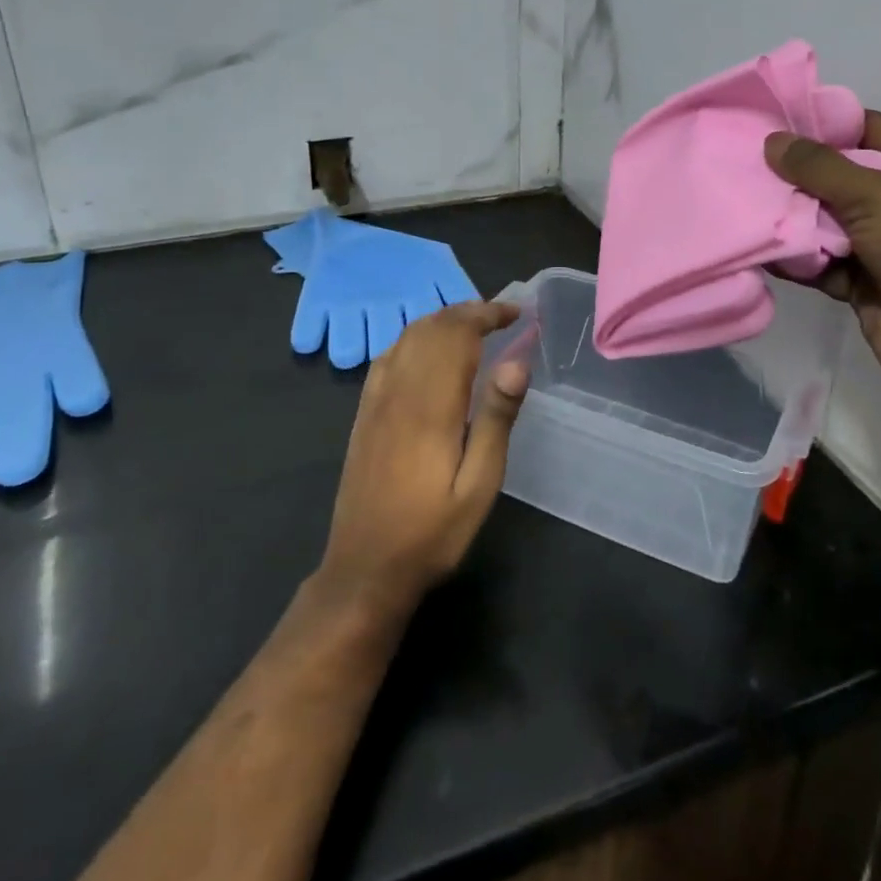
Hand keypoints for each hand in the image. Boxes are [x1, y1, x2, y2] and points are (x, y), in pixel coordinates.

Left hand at [316, 301, 529, 620]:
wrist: (364, 568)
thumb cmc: (432, 532)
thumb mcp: (480, 485)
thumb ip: (497, 419)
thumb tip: (517, 362)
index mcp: (431, 405)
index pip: (458, 335)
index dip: (487, 314)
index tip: (516, 313)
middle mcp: (399, 391)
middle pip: (432, 328)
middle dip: (467, 311)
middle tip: (501, 315)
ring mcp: (376, 400)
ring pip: (407, 336)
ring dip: (441, 320)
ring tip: (473, 325)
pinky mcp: (363, 413)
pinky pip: (387, 356)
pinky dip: (413, 337)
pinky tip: (427, 349)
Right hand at [765, 113, 880, 410]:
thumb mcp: (877, 195)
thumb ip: (821, 167)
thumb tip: (772, 140)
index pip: (868, 130)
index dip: (825, 122)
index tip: (773, 120)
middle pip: (837, 177)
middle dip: (794, 172)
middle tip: (741, 162)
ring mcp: (878, 246)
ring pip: (822, 222)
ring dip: (788, 217)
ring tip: (739, 201)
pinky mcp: (859, 284)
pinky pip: (817, 262)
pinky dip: (793, 258)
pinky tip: (757, 247)